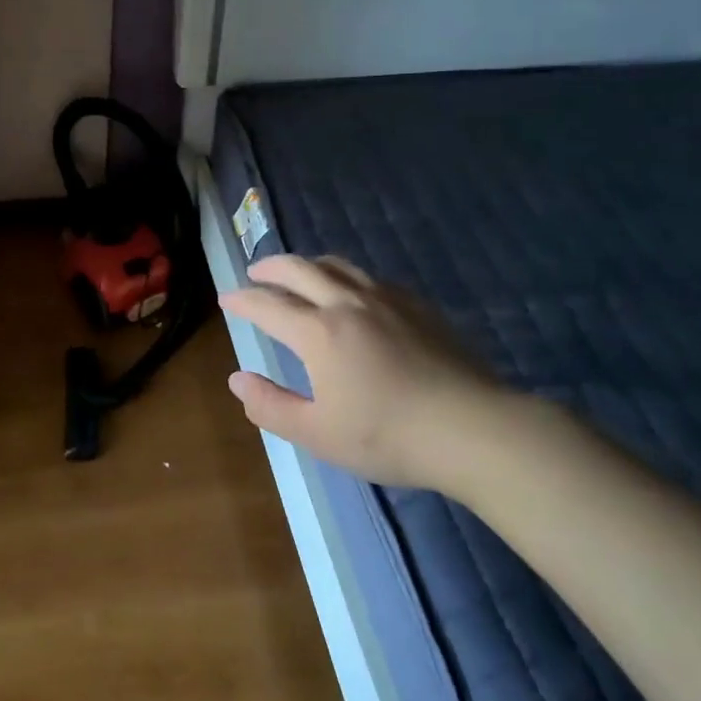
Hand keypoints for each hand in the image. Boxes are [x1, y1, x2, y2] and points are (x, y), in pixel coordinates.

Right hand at [219, 254, 517, 491]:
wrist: (473, 430)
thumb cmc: (388, 436)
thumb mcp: (318, 434)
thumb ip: (271, 406)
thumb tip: (237, 380)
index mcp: (319, 332)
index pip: (268, 305)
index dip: (242, 300)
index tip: (227, 300)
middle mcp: (347, 303)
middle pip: (299, 269)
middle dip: (270, 267)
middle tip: (255, 272)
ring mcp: (386, 300)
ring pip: (337, 265)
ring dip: (308, 264)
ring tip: (298, 273)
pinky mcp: (417, 306)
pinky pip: (370, 277)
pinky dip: (345, 276)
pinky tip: (353, 292)